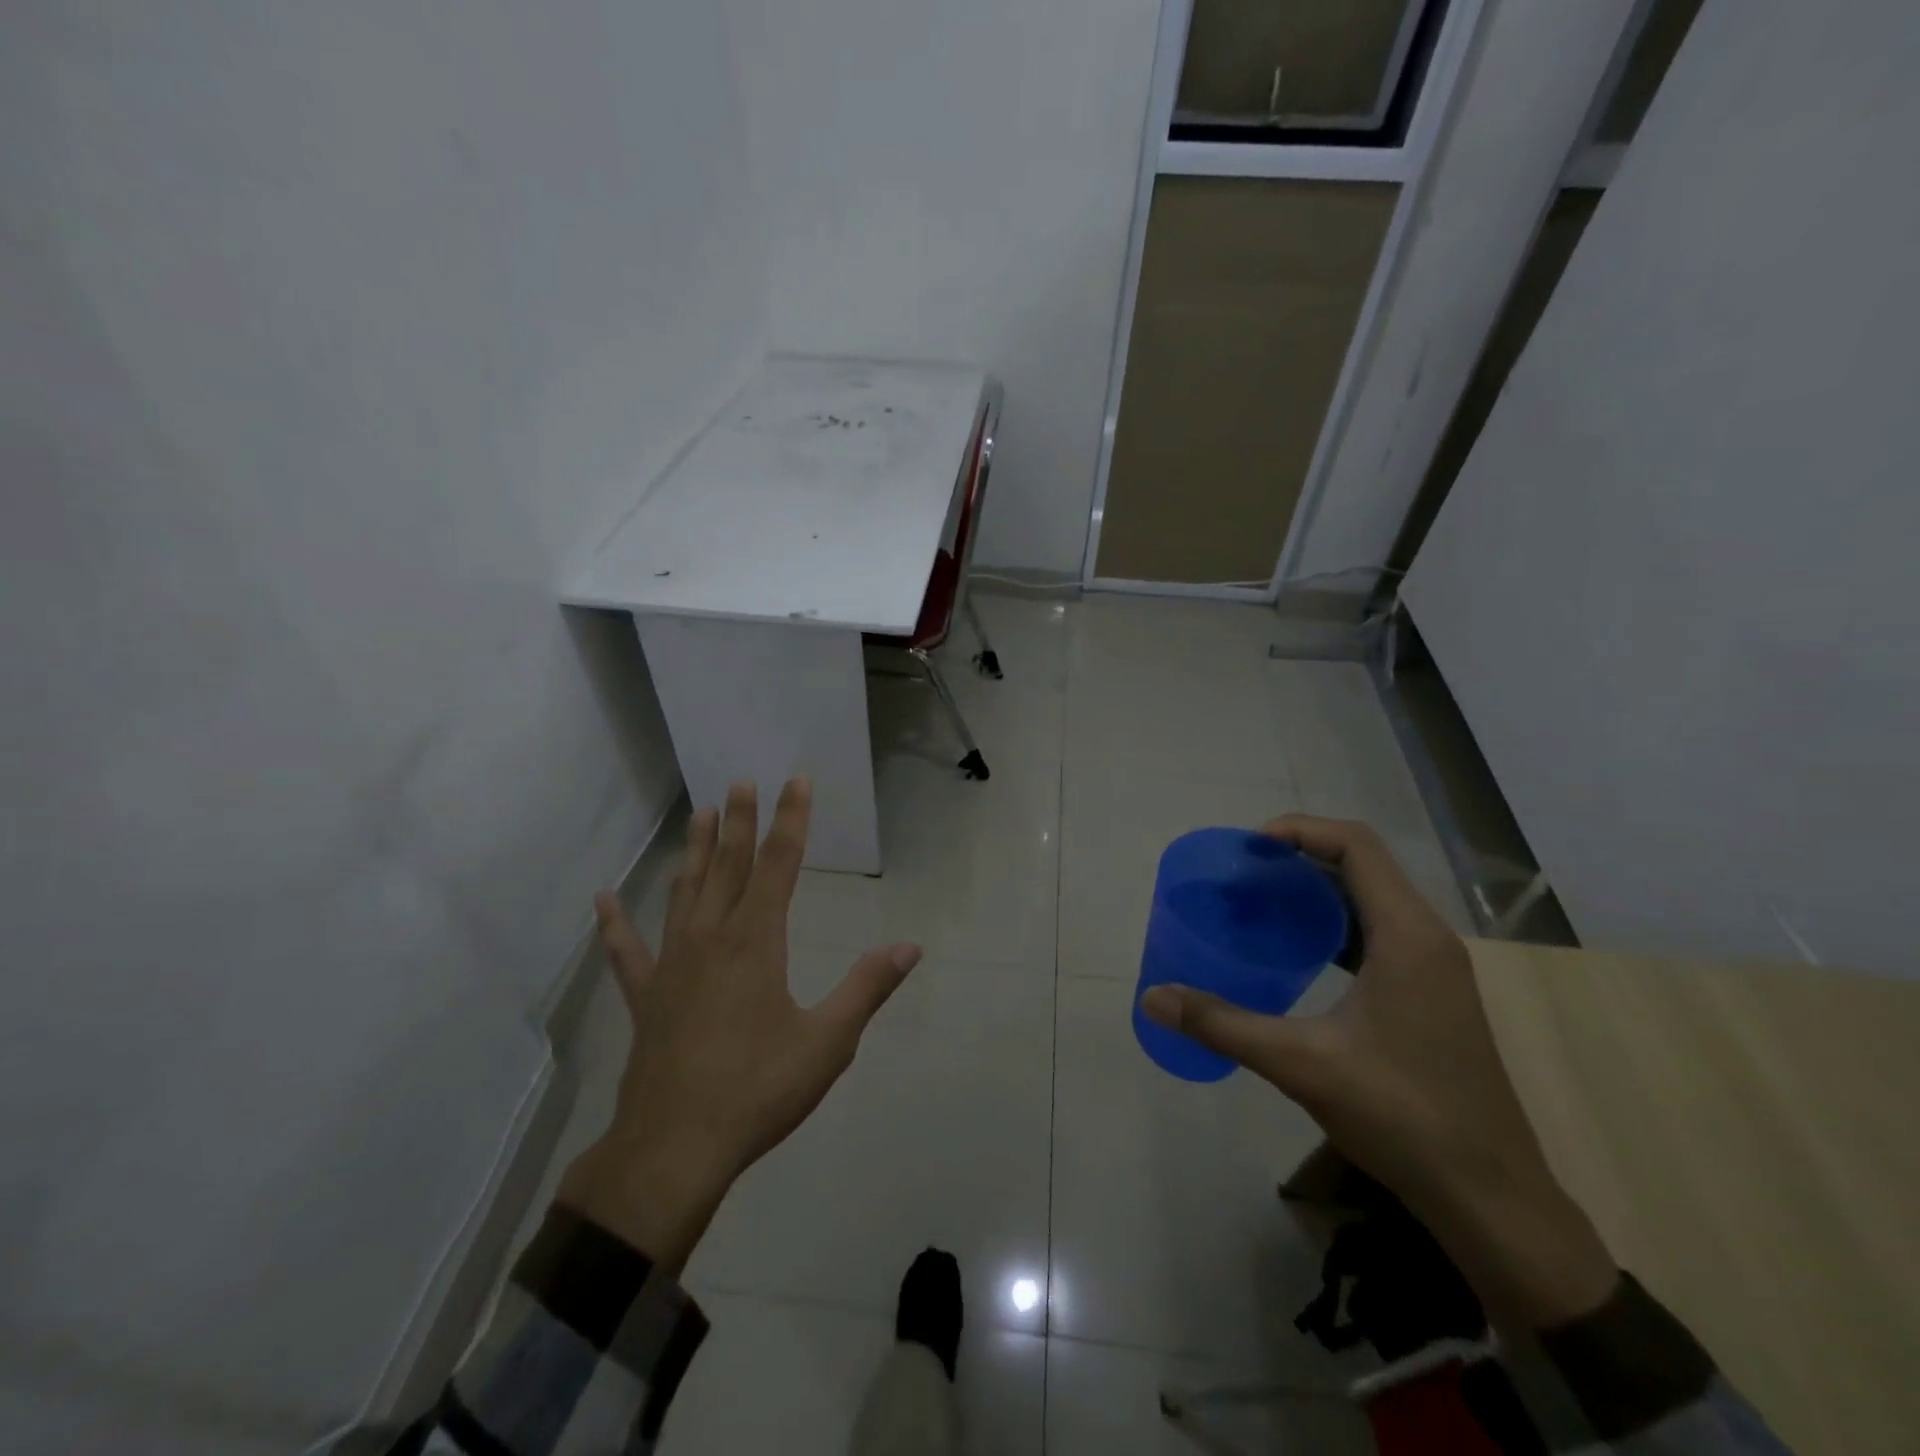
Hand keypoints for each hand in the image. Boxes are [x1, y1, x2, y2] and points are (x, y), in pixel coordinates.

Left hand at [557, 778, 921, 1272]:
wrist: (675, 1149)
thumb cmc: (758, 1090)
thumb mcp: (828, 1041)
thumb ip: (868, 988)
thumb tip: (910, 947)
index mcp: (756, 942)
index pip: (779, 865)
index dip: (790, 820)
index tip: (795, 782)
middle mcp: (712, 939)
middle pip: (729, 867)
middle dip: (739, 822)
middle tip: (740, 782)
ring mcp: (672, 966)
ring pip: (685, 893)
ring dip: (695, 853)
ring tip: (700, 816)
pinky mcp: (646, 998)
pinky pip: (628, 953)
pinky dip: (615, 926)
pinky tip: (604, 900)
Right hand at [1140, 815, 1617, 1328]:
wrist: (1490, 1197)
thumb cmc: (1402, 1116)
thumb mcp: (1301, 1064)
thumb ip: (1222, 1024)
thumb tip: (1154, 997)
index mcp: (1408, 936)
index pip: (1356, 846)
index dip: (1300, 830)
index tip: (1248, 847)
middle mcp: (1427, 938)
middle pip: (1362, 865)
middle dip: (1299, 857)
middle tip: (1242, 875)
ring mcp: (1435, 968)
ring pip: (1371, 900)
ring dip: (1316, 891)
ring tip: (1260, 905)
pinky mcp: (1431, 994)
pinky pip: (1377, 934)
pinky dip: (1333, 926)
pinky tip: (1296, 954)